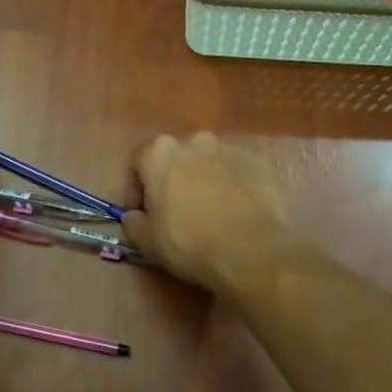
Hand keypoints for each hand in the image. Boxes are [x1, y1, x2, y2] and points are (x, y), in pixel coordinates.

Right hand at [122, 132, 295, 291]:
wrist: (252, 250)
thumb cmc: (189, 243)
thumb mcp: (146, 242)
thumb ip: (133, 222)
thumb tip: (135, 215)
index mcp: (160, 152)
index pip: (138, 164)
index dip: (136, 191)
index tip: (142, 214)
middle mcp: (194, 141)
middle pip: (175, 158)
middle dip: (172, 180)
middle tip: (175, 211)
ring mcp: (230, 149)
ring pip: (207, 162)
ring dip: (203, 180)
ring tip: (209, 211)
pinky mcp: (259, 162)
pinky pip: (236, 172)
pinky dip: (231, 186)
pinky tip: (235, 212)